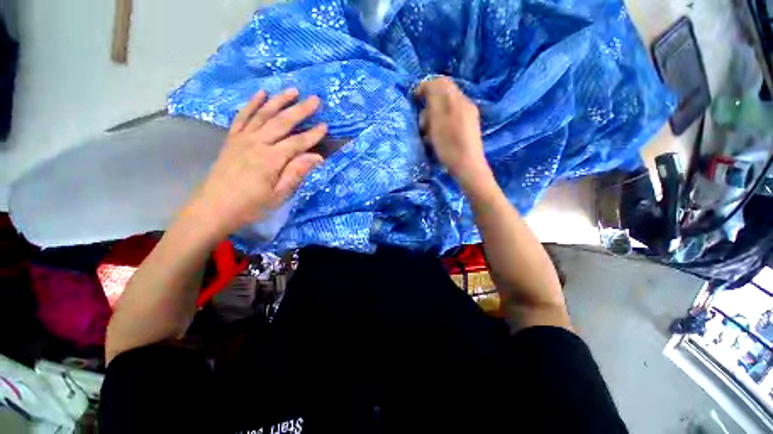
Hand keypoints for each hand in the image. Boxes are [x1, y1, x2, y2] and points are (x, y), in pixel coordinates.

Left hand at [185, 88, 326, 237]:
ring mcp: (242, 139)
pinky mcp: (232, 139)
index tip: (325, 126)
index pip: (296, 143)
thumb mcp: (278, 195)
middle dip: (300, 110)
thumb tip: (317, 158)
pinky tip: (261, 94)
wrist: (214, 208)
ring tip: (293, 90)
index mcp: (270, 160)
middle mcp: (256, 144)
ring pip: (263, 114)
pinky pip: (242, 117)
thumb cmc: (251, 206)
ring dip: (279, 101)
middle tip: (315, 99)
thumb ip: (296, 173)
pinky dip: (252, 104)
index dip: (312, 135)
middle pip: (281, 122)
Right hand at [415, 77, 488, 182]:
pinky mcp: (469, 126)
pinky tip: (438, 136)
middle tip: (422, 121)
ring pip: (446, 107)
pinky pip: (451, 117)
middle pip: (443, 94)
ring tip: (428, 132)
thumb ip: (433, 99)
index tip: (414, 99)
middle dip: (428, 105)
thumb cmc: (449, 145)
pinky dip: (441, 123)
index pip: (440, 82)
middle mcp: (465, 103)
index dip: (424, 87)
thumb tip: (427, 85)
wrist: (468, 166)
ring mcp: (469, 115)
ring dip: (433, 116)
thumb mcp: (437, 121)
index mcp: (458, 100)